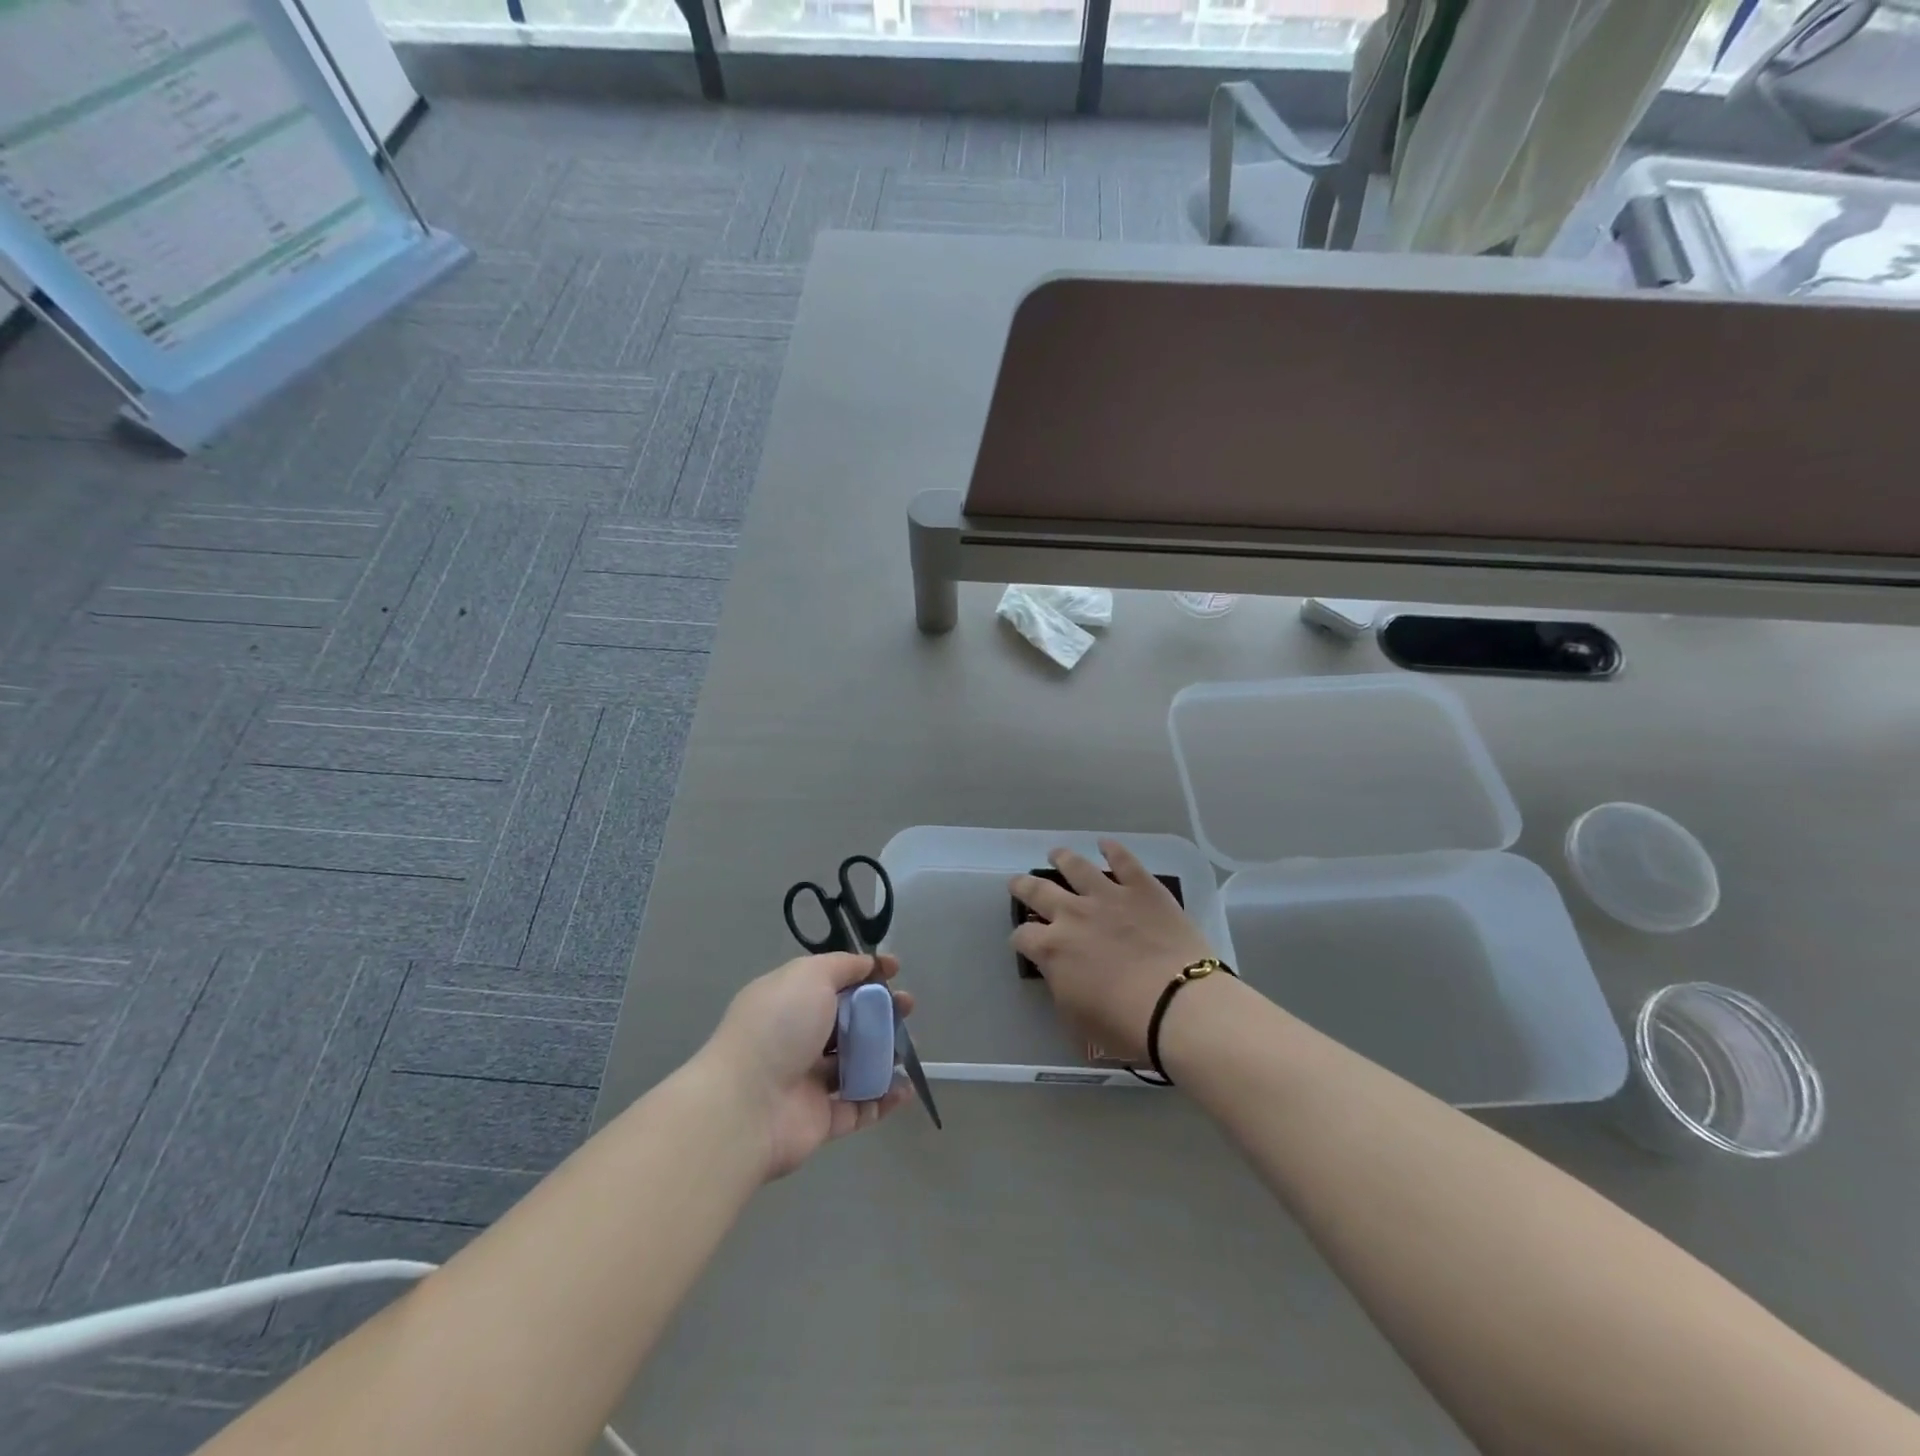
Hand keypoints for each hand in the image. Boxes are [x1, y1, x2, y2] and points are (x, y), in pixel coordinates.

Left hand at [704, 953, 914, 1180]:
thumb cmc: (778, 1027)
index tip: (894, 970)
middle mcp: (798, 1039)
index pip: (832, 983)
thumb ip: (842, 966)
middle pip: (848, 1023)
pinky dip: (884, 1098)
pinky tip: (906, 1087)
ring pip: (856, 1064)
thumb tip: (868, 963)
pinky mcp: (822, 1121)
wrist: (746, 1105)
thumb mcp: (809, 976)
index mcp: (790, 1002)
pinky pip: (860, 1106)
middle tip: (908, 1008)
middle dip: (881, 1012)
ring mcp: (809, 1082)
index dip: (864, 974)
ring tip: (911, 1046)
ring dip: (886, 1054)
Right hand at [1010, 840, 1217, 1061]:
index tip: (1024, 941)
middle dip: (1024, 886)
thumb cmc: (1124, 1025)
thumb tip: (1061, 975)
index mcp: (1052, 949)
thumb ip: (1062, 988)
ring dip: (1062, 858)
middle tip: (1018, 882)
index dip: (1021, 938)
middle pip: (1038, 891)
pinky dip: (1113, 850)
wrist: (1178, 1005)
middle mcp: (1073, 914)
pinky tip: (1106, 844)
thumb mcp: (1077, 1019)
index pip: (1023, 936)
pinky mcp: (1142, 888)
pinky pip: (1124, 861)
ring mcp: (1108, 896)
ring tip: (1056, 853)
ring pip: (1076, 867)